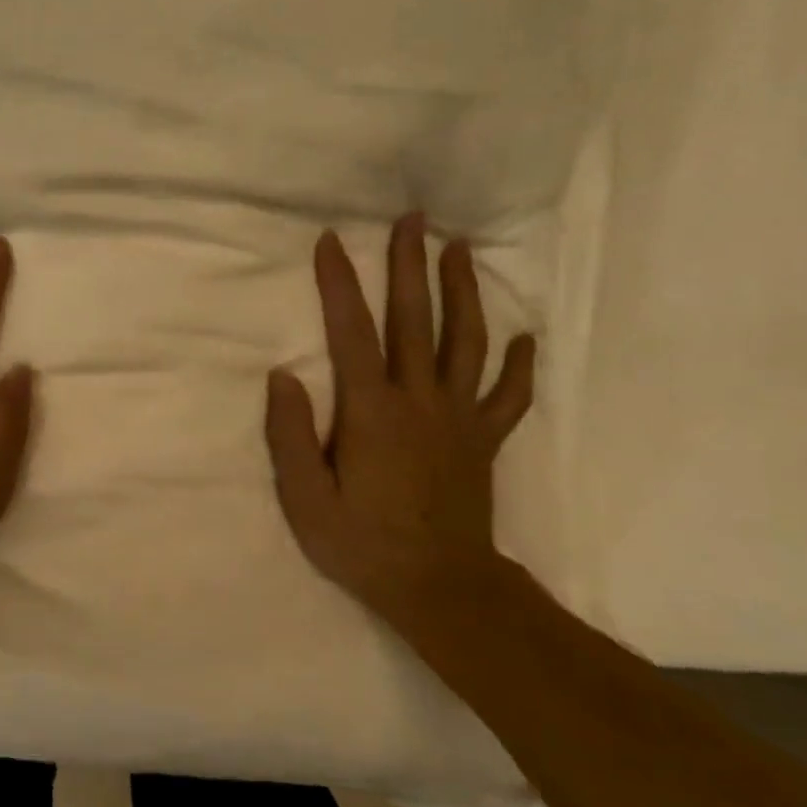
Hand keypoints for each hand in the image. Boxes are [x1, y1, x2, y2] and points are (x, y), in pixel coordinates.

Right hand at [264, 212, 535, 612]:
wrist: (439, 588)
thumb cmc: (362, 544)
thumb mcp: (305, 499)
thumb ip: (291, 435)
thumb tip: (282, 377)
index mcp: (371, 412)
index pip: (351, 333)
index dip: (340, 284)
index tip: (331, 242)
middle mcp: (420, 401)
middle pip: (416, 321)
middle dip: (410, 266)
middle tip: (411, 219)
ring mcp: (459, 419)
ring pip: (467, 342)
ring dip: (463, 292)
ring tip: (459, 249)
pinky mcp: (483, 441)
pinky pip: (508, 396)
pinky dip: (519, 365)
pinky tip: (525, 338)